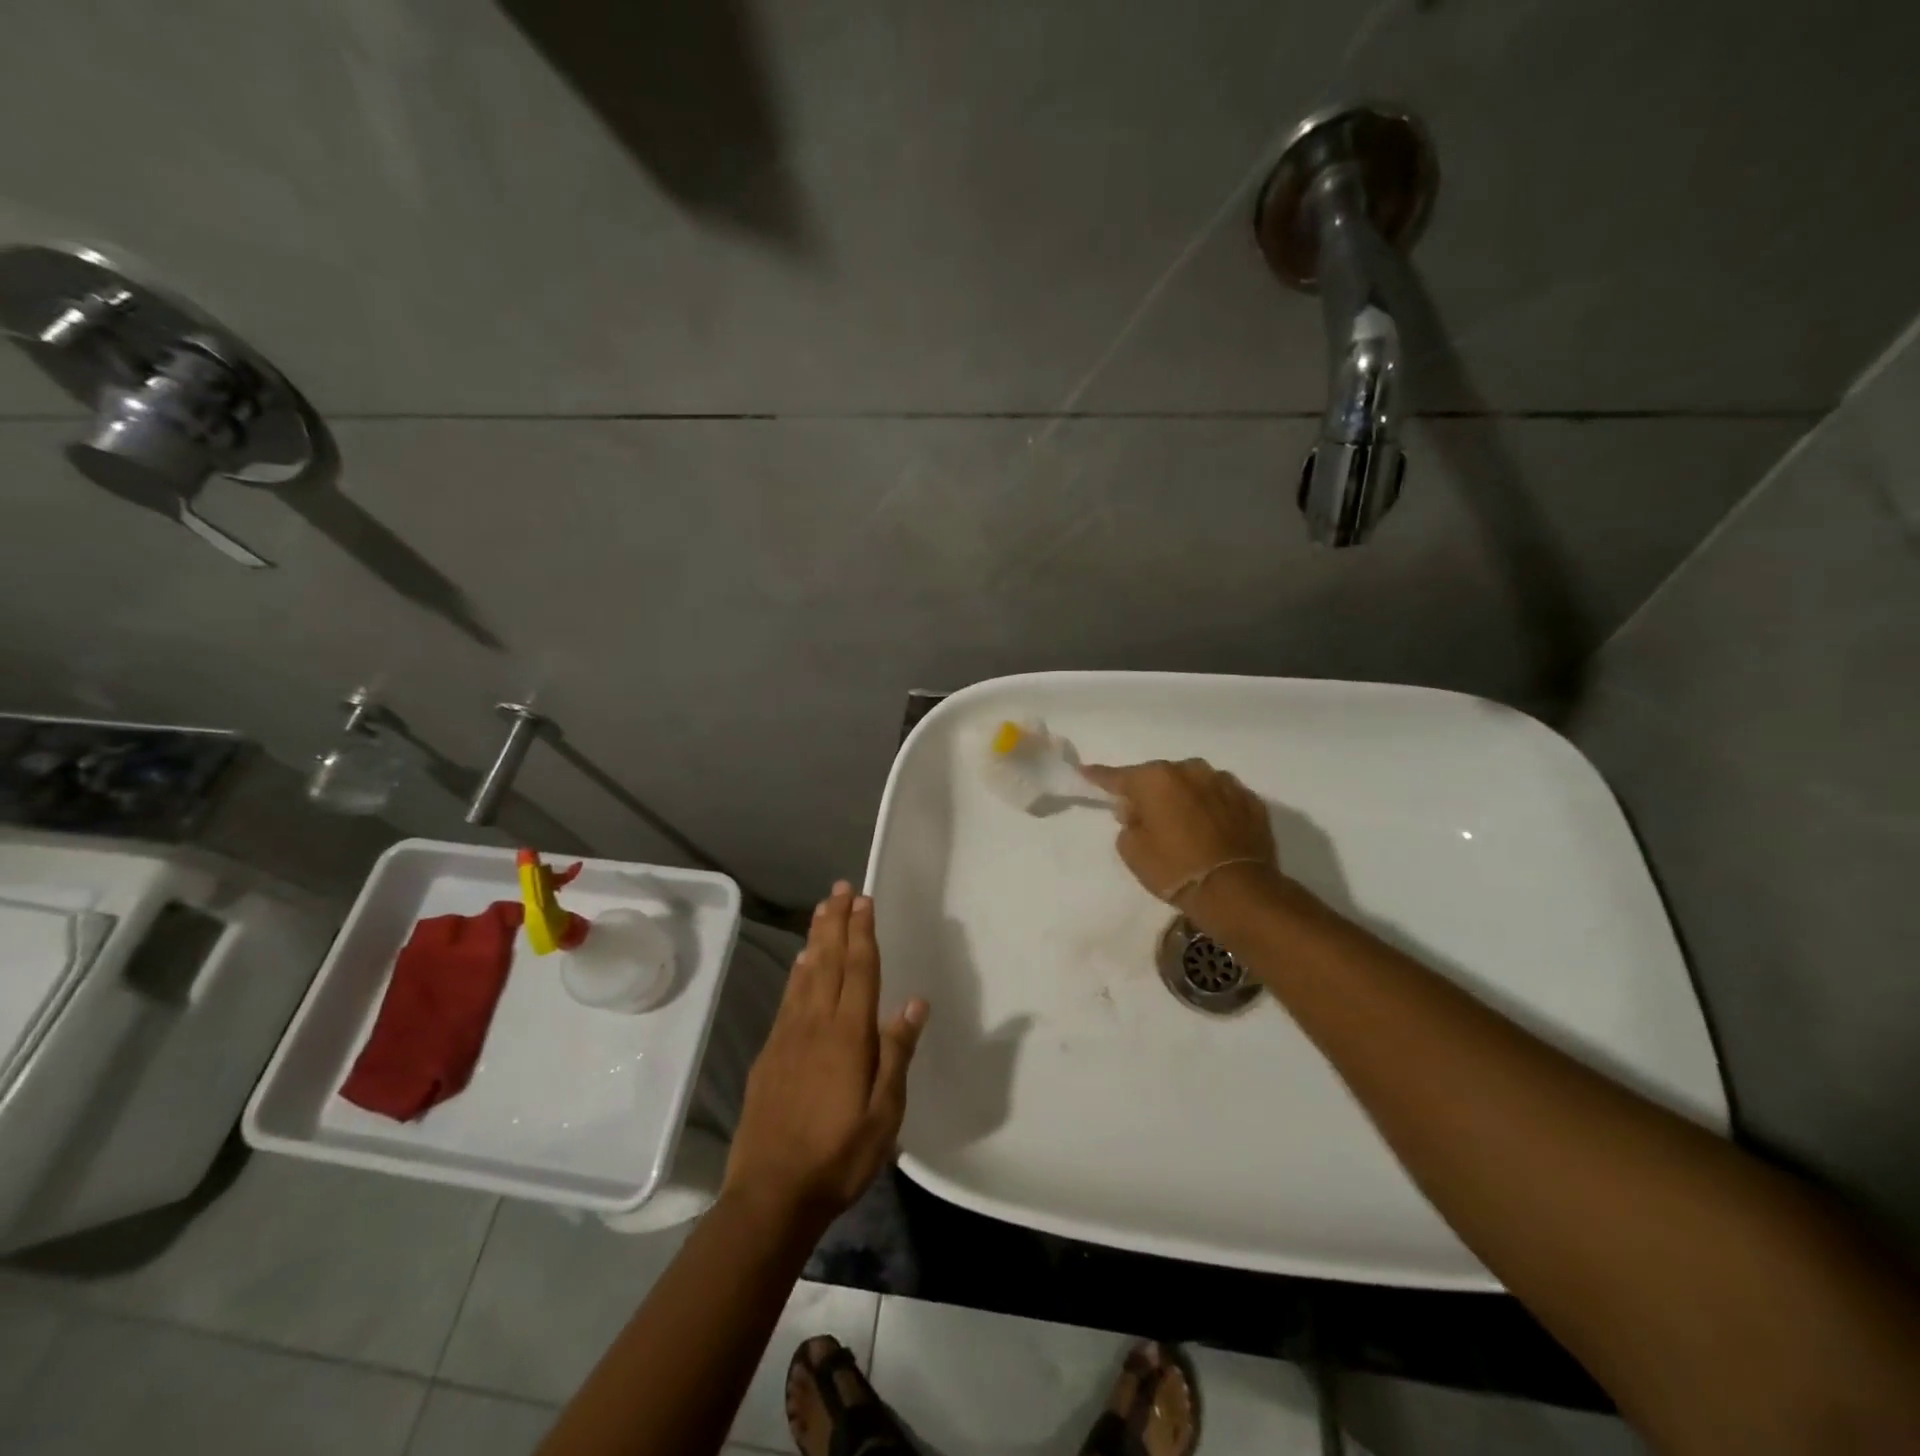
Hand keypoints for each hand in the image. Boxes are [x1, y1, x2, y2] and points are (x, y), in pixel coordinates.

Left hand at [722, 883, 928, 1231]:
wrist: (770, 1194)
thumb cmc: (838, 1157)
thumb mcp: (884, 1115)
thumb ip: (897, 1054)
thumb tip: (914, 1003)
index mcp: (848, 1036)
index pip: (858, 970)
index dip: (862, 932)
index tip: (864, 900)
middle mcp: (816, 1024)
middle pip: (828, 961)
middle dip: (836, 922)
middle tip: (841, 889)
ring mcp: (788, 1036)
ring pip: (805, 974)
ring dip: (816, 938)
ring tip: (822, 910)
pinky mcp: (770, 1053)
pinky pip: (788, 998)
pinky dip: (797, 972)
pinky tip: (801, 963)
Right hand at [1080, 758, 1280, 905]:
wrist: (1236, 891)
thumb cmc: (1174, 868)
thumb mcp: (1132, 851)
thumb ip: (1128, 823)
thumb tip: (1136, 810)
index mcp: (1156, 779)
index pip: (1119, 777)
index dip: (1100, 776)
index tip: (1085, 771)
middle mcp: (1190, 770)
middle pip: (1161, 778)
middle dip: (1151, 793)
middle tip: (1146, 818)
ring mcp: (1224, 783)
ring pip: (1194, 784)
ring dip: (1185, 798)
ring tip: (1184, 825)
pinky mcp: (1251, 800)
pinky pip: (1221, 799)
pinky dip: (1213, 809)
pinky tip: (1212, 831)